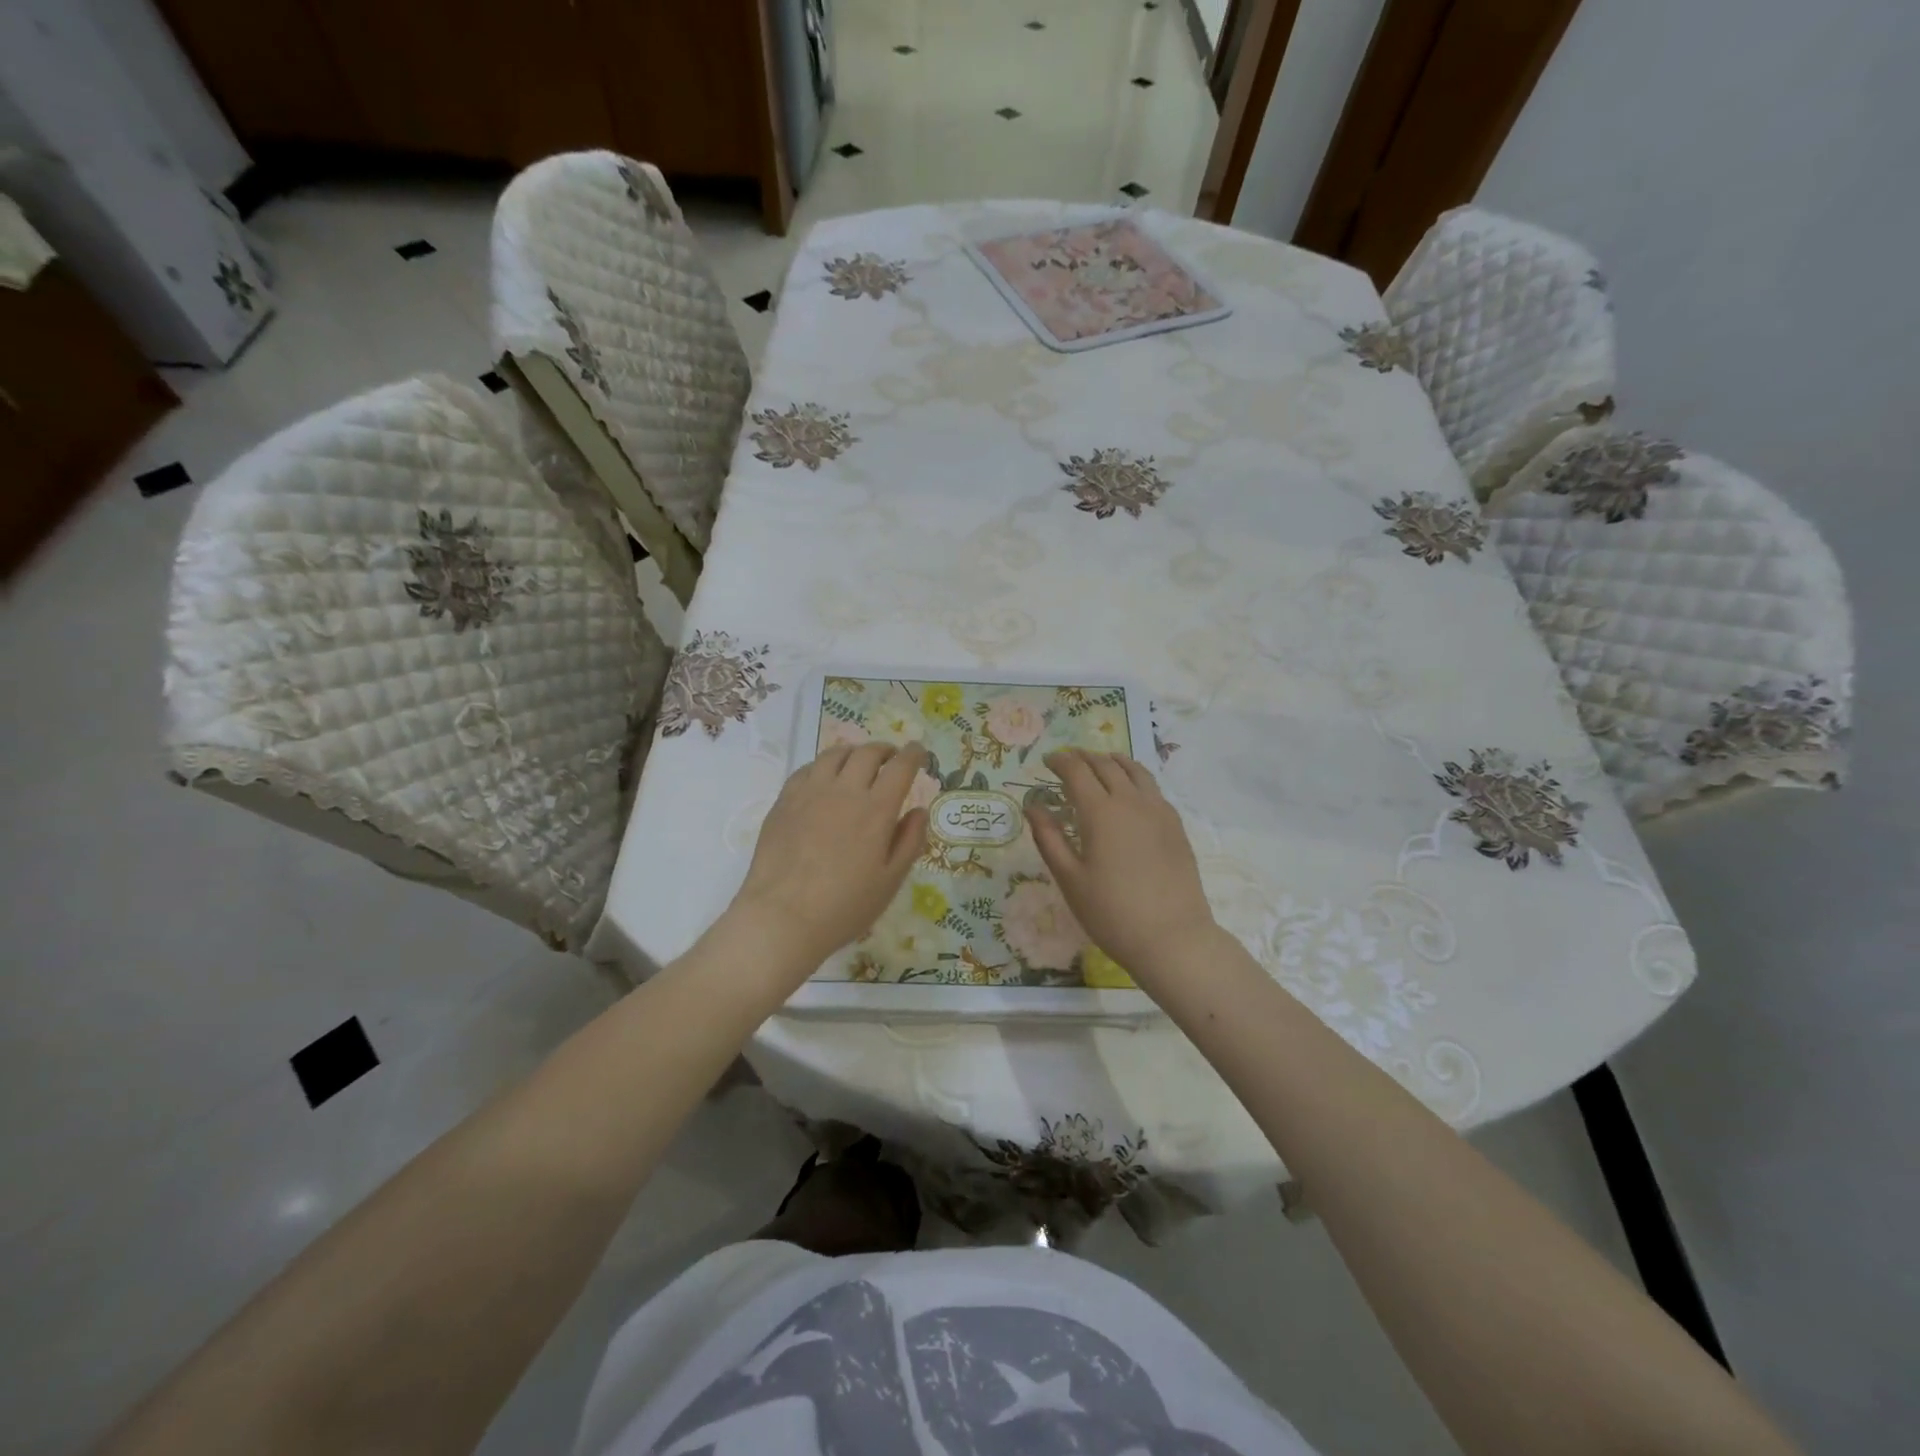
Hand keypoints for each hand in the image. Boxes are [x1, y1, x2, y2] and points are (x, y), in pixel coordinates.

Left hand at [729, 743, 930, 974]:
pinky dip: (823, 766)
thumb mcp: (890, 881)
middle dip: (885, 750)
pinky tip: (824, 778)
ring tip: (858, 761)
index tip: (919, 752)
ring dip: (853, 752)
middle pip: (868, 753)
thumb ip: (909, 842)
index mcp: (876, 810)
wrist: (782, 917)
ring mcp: (810, 793)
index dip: (913, 754)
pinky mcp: (784, 801)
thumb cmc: (844, 906)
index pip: (900, 767)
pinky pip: (806, 769)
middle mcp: (844, 791)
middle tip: (891, 758)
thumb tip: (919, 811)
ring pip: (835, 754)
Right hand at [1025, 750, 1218, 982]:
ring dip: (1113, 762)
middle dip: (1084, 758)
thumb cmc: (1111, 913)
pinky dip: (1135, 778)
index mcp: (1101, 812)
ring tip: (1101, 763)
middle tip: (1068, 761)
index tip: (1047, 761)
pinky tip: (1131, 792)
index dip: (1060, 761)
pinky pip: (1152, 788)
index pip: (1077, 771)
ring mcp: (1159, 811)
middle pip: (1106, 765)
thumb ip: (1049, 838)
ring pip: (1135, 771)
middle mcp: (1131, 801)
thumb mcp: (1070, 879)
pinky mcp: (1176, 825)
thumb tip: (1032, 806)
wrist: (1172, 938)